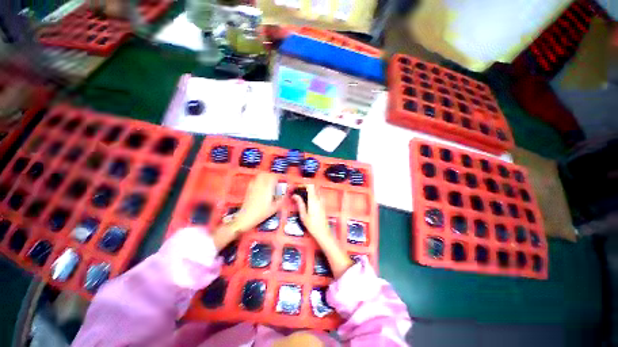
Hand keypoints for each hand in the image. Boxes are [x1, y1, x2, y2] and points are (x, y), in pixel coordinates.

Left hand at [229, 173, 283, 233]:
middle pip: (265, 174)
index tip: (281, 179)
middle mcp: (260, 185)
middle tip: (275, 179)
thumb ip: (282, 198)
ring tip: (269, 180)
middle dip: (271, 175)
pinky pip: (254, 180)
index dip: (278, 176)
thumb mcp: (275, 207)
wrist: (247, 217)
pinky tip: (261, 185)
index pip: (273, 177)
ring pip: (259, 175)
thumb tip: (286, 193)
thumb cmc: (261, 213)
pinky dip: (259, 180)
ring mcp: (253, 186)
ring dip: (265, 176)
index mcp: (267, 188)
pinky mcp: (249, 189)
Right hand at [292, 184, 352, 277]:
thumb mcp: (303, 215)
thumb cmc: (312, 225)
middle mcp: (319, 199)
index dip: (303, 185)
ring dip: (308, 192)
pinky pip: (317, 196)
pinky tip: (306, 202)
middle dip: (304, 188)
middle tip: (297, 192)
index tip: (297, 187)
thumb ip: (300, 203)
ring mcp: (322, 202)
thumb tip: (295, 196)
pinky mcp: (323, 205)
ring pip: (315, 191)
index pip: (310, 186)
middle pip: (312, 187)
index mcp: (313, 200)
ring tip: (301, 197)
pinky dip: (311, 196)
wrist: (323, 232)